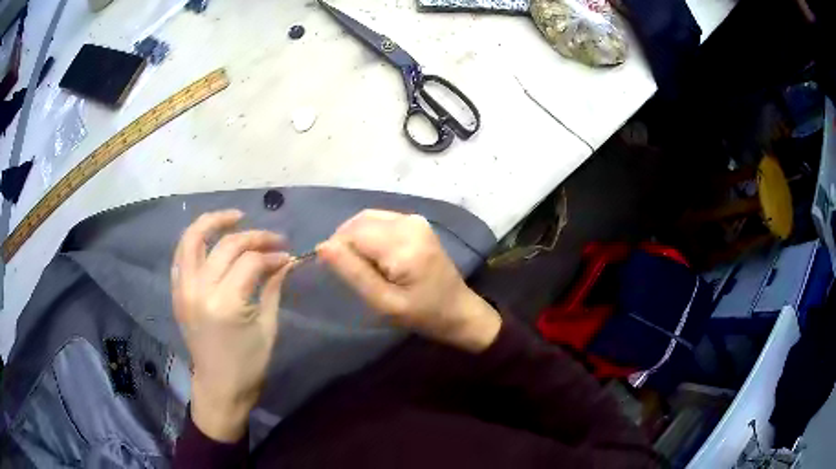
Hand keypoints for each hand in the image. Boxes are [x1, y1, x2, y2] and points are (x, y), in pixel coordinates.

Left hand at [172, 210, 292, 441]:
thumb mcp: (267, 327)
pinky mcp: (177, 293)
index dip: (273, 255)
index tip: (287, 257)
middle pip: (226, 245)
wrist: (219, 387)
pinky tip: (210, 237)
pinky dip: (194, 240)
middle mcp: (200, 290)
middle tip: (273, 239)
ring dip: (213, 221)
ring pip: (193, 239)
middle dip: (254, 236)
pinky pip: (180, 256)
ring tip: (235, 217)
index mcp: (226, 304)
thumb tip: (286, 261)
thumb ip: (273, 288)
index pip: (251, 262)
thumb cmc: (248, 365)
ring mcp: (184, 289)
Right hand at [317, 210, 500, 352]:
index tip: (339, 274)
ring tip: (362, 266)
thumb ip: (353, 272)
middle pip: (359, 222)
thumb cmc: (423, 314)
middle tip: (351, 272)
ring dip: (356, 239)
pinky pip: (380, 221)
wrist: (459, 311)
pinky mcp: (417, 222)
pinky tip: (375, 257)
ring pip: (367, 219)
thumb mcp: (384, 302)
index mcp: (403, 244)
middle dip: (346, 243)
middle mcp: (410, 222)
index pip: (353, 233)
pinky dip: (369, 236)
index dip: (338, 250)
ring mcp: (415, 220)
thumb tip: (322, 246)